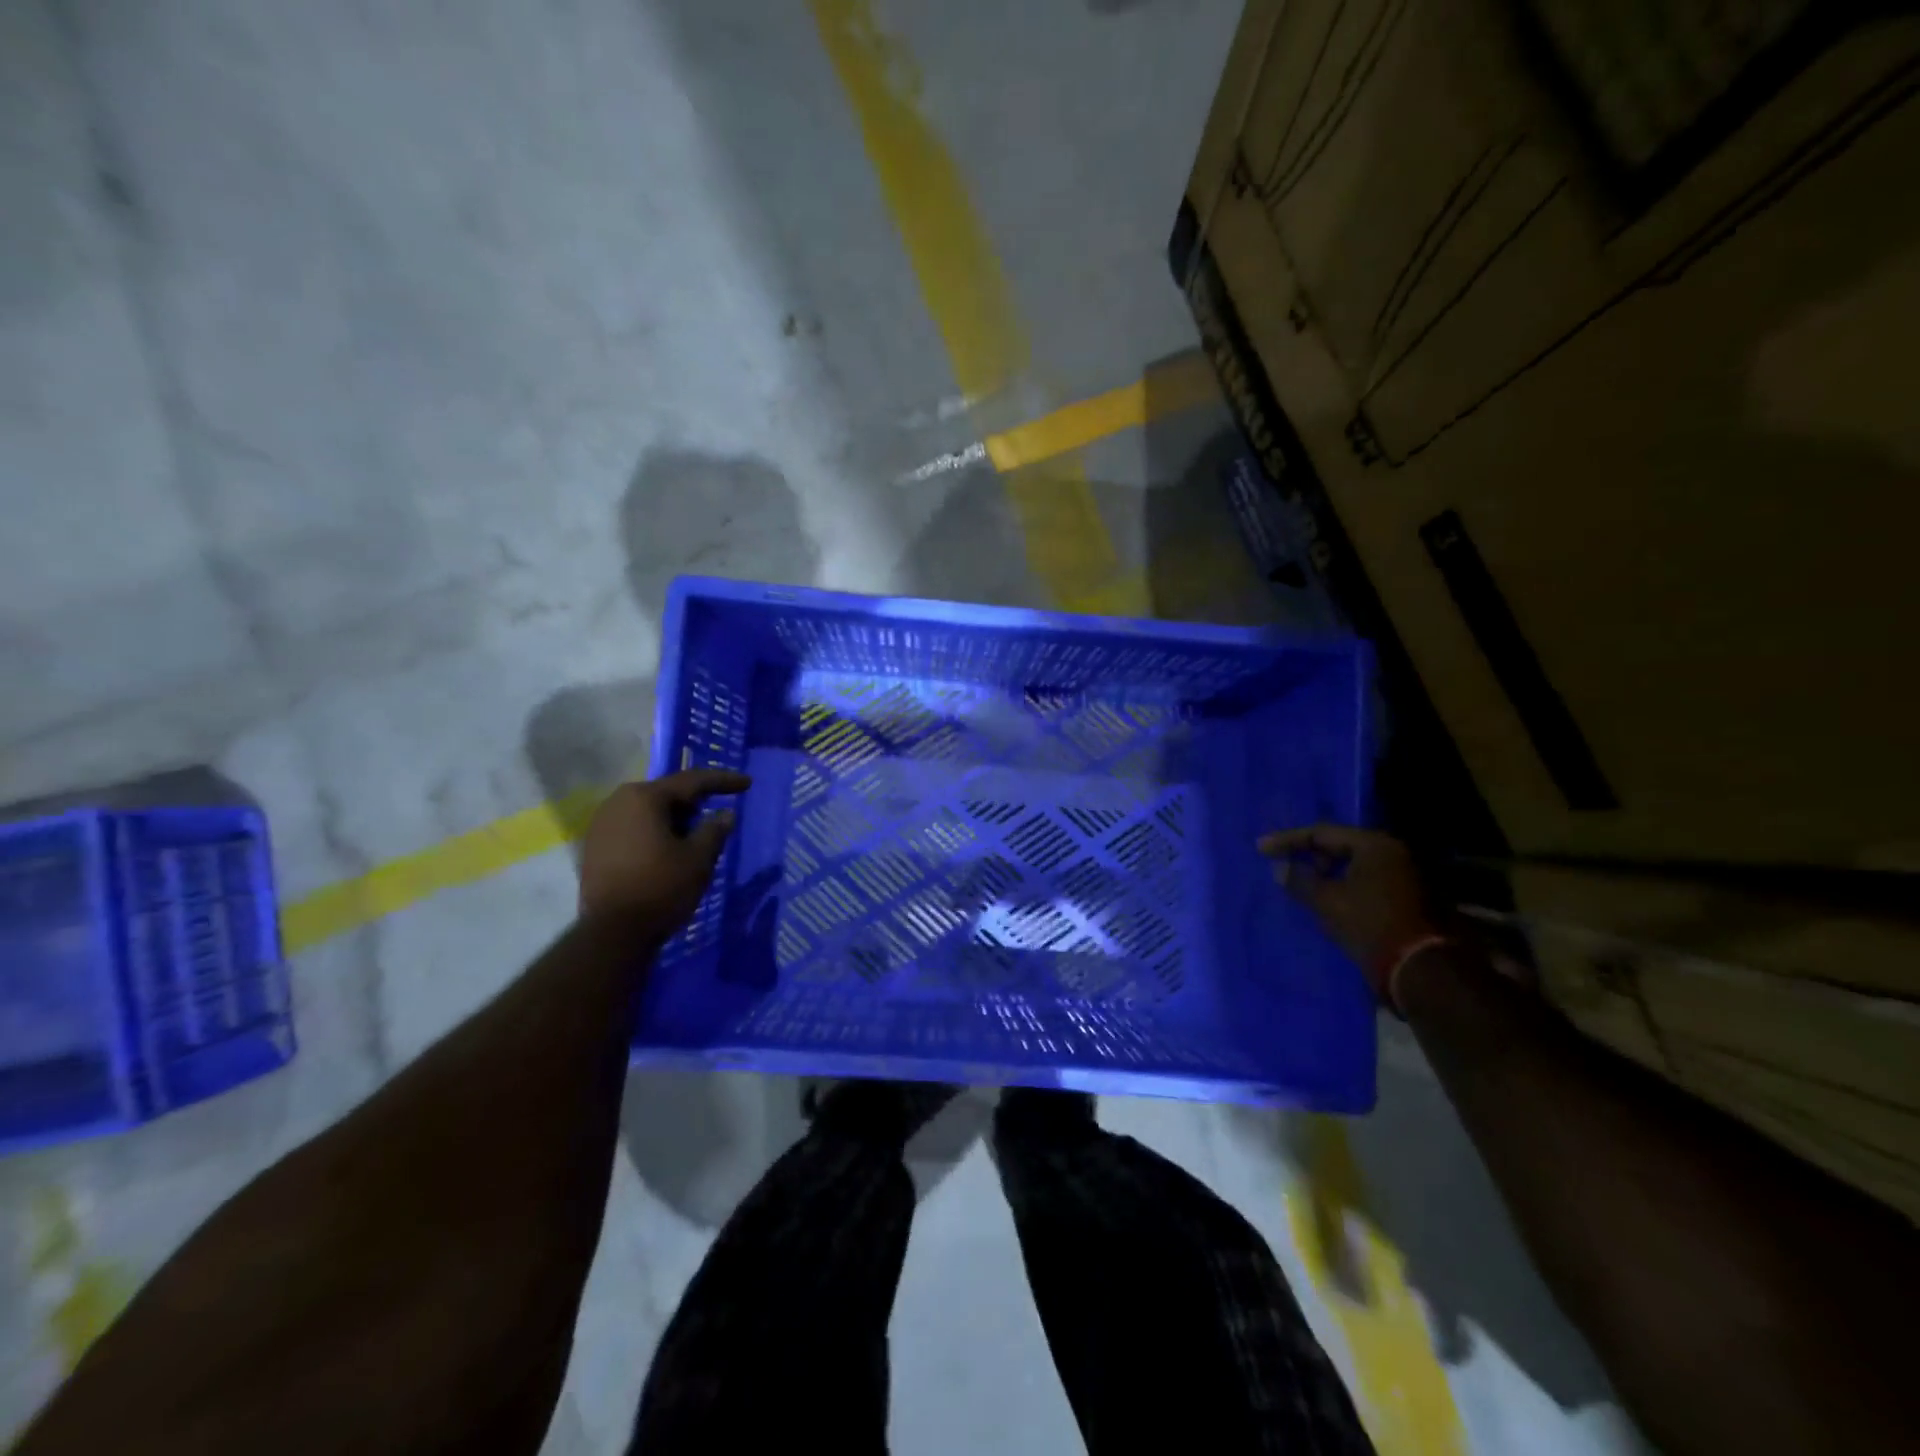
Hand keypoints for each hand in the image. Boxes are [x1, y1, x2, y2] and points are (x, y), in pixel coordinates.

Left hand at [579, 769, 751, 928]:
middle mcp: (618, 802)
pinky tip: (669, 849)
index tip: (747, 783)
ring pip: (648, 812)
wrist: (612, 934)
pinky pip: (633, 828)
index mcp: (644, 797)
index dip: (722, 781)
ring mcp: (601, 824)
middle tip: (719, 811)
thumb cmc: (661, 888)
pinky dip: (655, 832)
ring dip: (674, 819)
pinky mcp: (594, 847)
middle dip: (695, 802)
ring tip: (695, 834)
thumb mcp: (698, 858)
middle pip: (666, 794)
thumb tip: (726, 814)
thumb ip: (715, 830)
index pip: (691, 781)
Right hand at [1258, 824, 1439, 1000]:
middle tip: (1284, 865)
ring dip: (1325, 870)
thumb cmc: (1368, 924)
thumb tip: (1280, 868)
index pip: (1321, 833)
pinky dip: (1341, 882)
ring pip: (1352, 863)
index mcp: (1374, 845)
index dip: (1288, 840)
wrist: (1416, 968)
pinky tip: (1324, 895)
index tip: (1262, 849)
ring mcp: (1401, 873)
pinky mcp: (1404, 894)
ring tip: (1301, 882)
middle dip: (1308, 854)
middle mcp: (1391, 852)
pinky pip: (1363, 878)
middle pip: (1339, 844)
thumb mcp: (1326, 901)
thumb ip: (1299, 880)